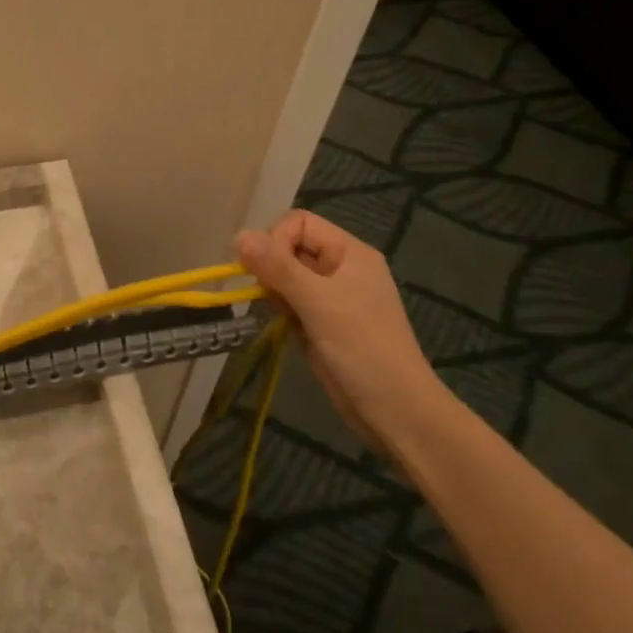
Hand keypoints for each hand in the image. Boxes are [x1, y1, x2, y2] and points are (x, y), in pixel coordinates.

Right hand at [236, 211, 447, 454]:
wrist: (395, 409)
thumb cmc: (361, 347)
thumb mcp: (316, 301)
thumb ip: (277, 266)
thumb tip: (238, 235)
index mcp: (350, 252)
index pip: (298, 222)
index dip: (276, 240)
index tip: (267, 271)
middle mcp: (341, 268)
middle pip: (291, 247)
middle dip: (272, 267)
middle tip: (270, 295)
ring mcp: (333, 297)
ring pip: (287, 276)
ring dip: (275, 291)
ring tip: (282, 314)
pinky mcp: (323, 322)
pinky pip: (292, 302)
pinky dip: (282, 311)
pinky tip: (286, 328)